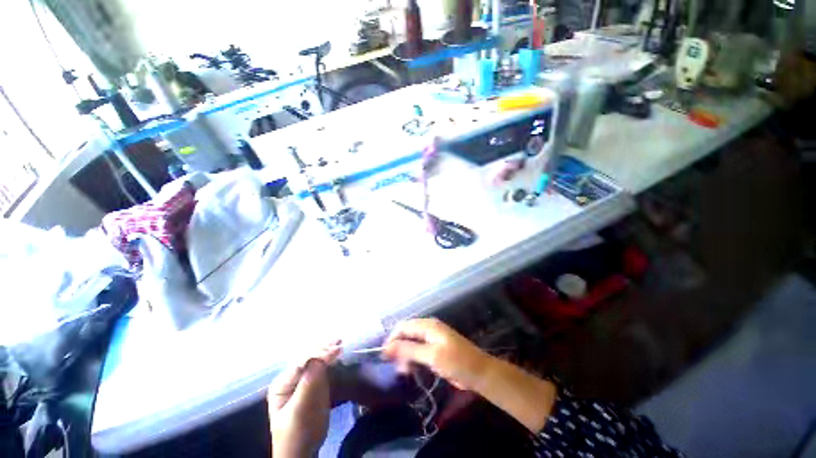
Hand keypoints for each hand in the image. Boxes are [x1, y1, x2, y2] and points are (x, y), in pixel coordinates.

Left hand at [268, 344, 340, 457]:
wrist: (303, 452)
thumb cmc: (298, 433)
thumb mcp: (300, 410)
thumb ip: (308, 383)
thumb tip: (319, 358)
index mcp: (283, 382)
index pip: (302, 361)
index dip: (319, 353)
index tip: (337, 350)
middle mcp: (291, 377)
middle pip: (308, 357)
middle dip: (324, 348)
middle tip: (340, 343)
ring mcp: (303, 380)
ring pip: (316, 360)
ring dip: (328, 351)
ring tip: (340, 344)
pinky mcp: (313, 385)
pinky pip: (322, 368)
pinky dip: (331, 361)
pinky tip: (338, 356)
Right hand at [384, 319, 556, 431]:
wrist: (480, 373)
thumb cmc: (456, 362)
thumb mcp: (431, 356)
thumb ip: (409, 350)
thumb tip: (387, 347)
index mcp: (428, 325)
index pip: (403, 326)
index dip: (392, 339)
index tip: (384, 357)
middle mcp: (429, 328)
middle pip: (406, 334)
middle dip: (398, 348)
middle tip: (396, 368)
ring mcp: (433, 338)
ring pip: (411, 343)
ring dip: (405, 355)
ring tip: (404, 372)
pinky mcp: (436, 349)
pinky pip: (419, 350)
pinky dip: (413, 359)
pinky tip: (411, 370)